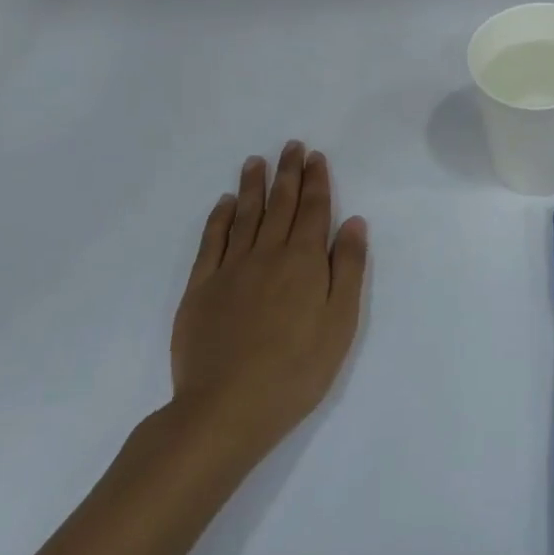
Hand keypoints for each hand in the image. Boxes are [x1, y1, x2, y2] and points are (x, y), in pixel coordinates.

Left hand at [168, 142, 367, 470]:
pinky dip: (219, 218)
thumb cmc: (297, 369)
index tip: (315, 156)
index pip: (314, 210)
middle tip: (290, 146)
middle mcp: (267, 254)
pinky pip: (211, 242)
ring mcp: (230, 270)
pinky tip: (223, 203)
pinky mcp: (200, 289)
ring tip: (256, 161)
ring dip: (253, 186)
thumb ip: (348, 268)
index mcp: (304, 261)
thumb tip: (353, 222)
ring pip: (244, 216)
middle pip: (280, 205)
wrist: (226, 408)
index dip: (316, 181)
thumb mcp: (341, 322)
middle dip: (288, 174)